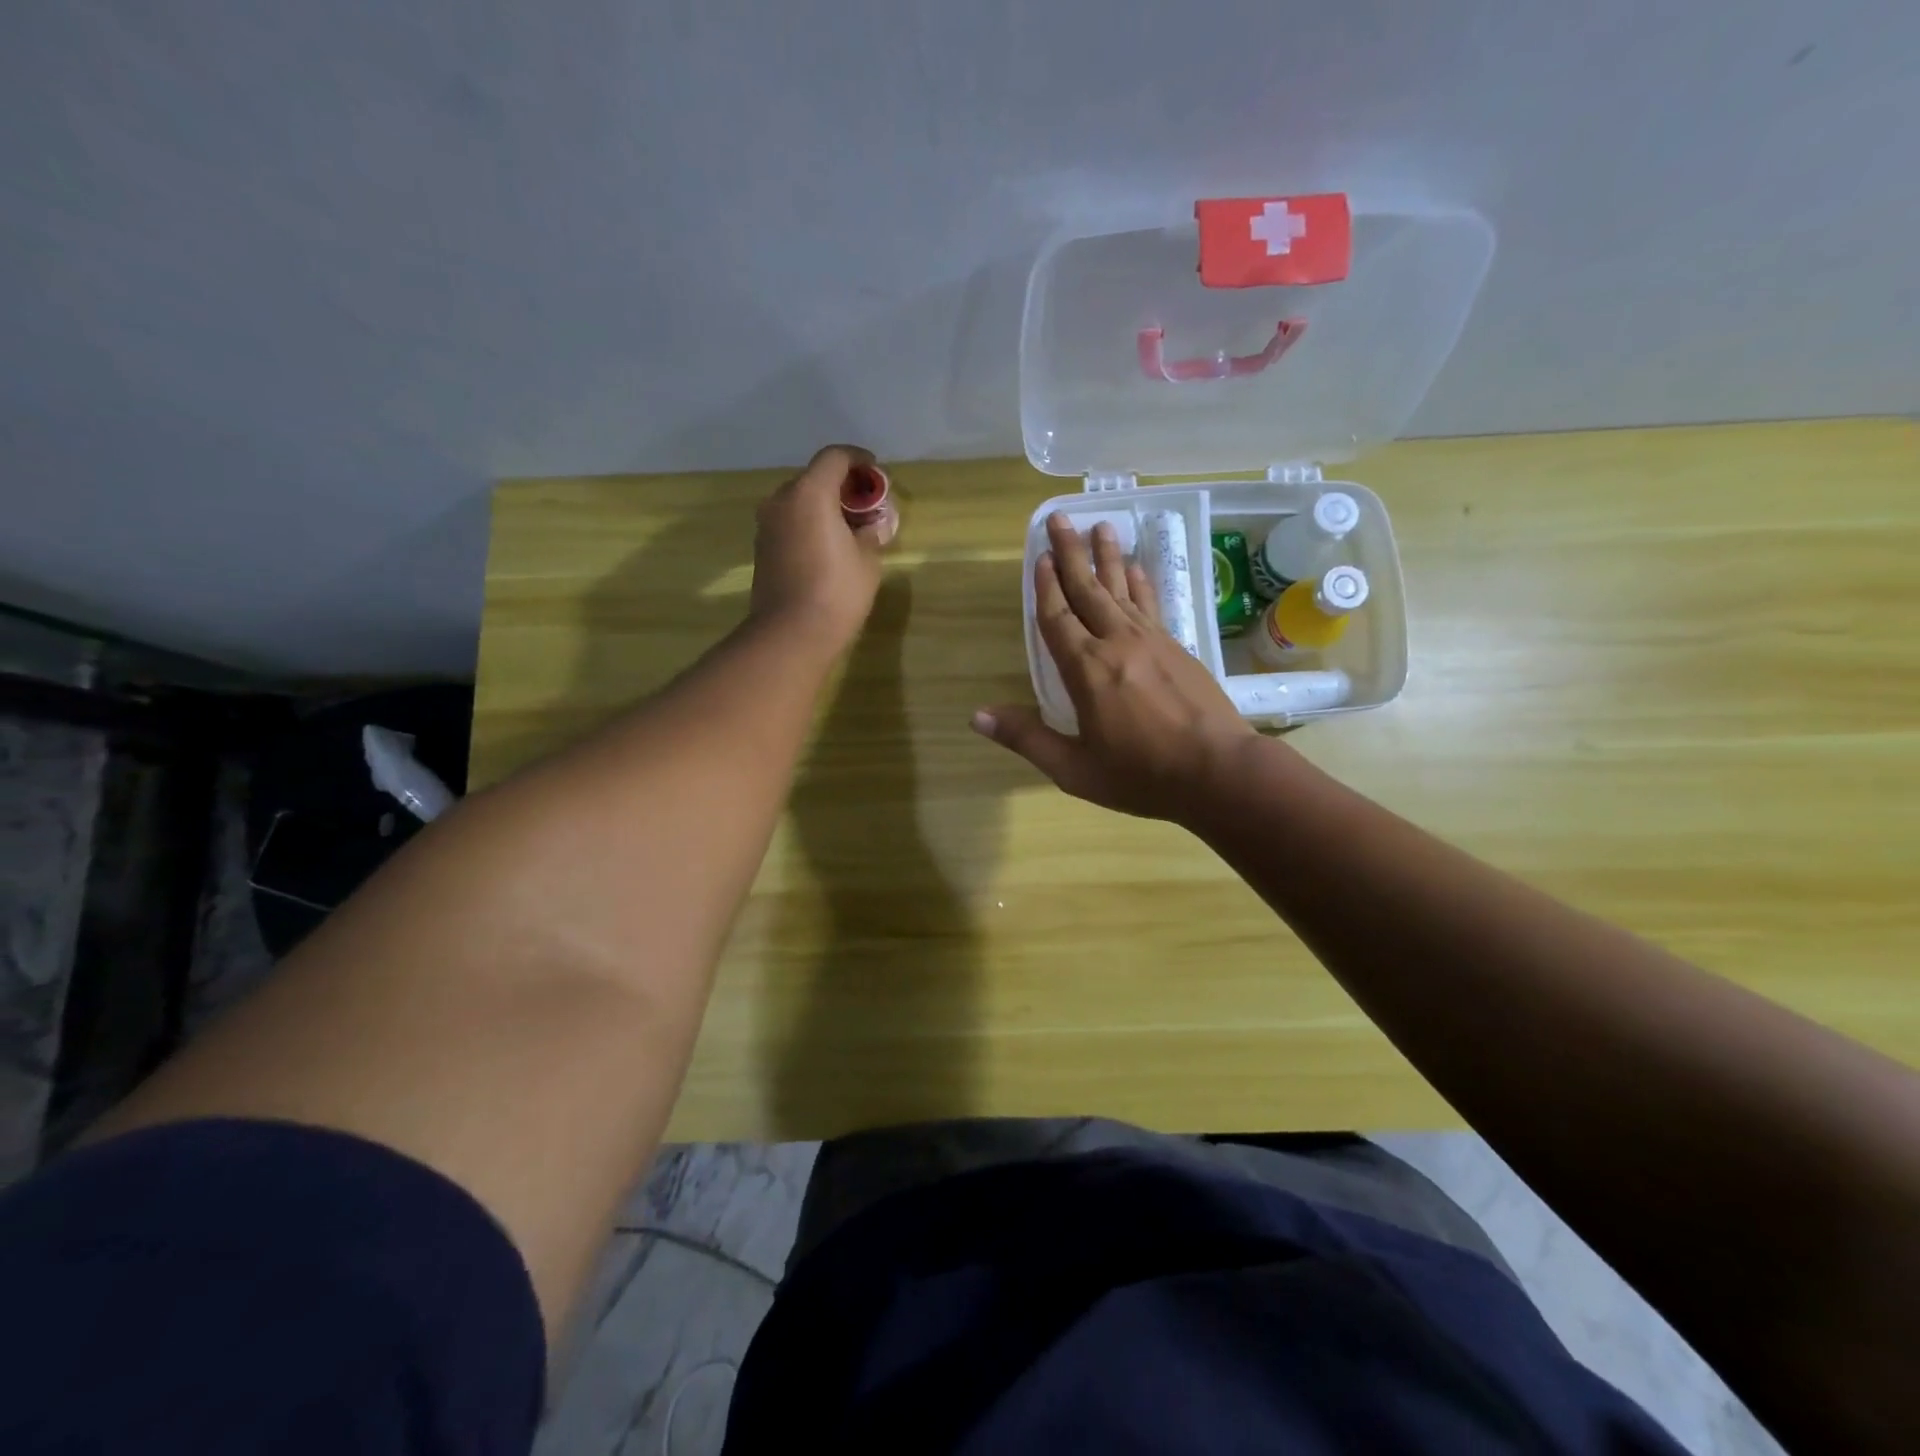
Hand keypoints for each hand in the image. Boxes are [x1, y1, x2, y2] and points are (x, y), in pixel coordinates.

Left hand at [749, 444, 886, 652]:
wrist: (791, 633)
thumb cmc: (837, 591)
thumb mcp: (867, 560)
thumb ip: (871, 532)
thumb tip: (874, 524)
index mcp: (810, 493)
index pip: (835, 457)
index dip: (859, 460)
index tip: (876, 473)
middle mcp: (782, 500)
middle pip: (814, 478)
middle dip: (842, 486)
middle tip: (866, 506)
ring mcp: (767, 525)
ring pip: (800, 501)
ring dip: (824, 507)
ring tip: (849, 529)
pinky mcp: (762, 548)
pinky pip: (790, 523)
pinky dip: (809, 524)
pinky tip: (828, 546)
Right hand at [973, 512, 1256, 822]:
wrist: (1219, 772)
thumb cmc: (1141, 775)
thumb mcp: (1074, 769)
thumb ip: (1027, 739)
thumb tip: (977, 716)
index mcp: (1086, 670)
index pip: (1057, 618)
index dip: (1044, 587)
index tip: (1037, 556)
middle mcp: (1117, 643)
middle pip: (1088, 590)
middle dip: (1070, 553)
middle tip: (1060, 518)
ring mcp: (1152, 641)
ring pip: (1122, 589)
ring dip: (1108, 557)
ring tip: (1101, 526)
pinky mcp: (1178, 646)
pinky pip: (1151, 604)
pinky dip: (1140, 583)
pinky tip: (1137, 568)